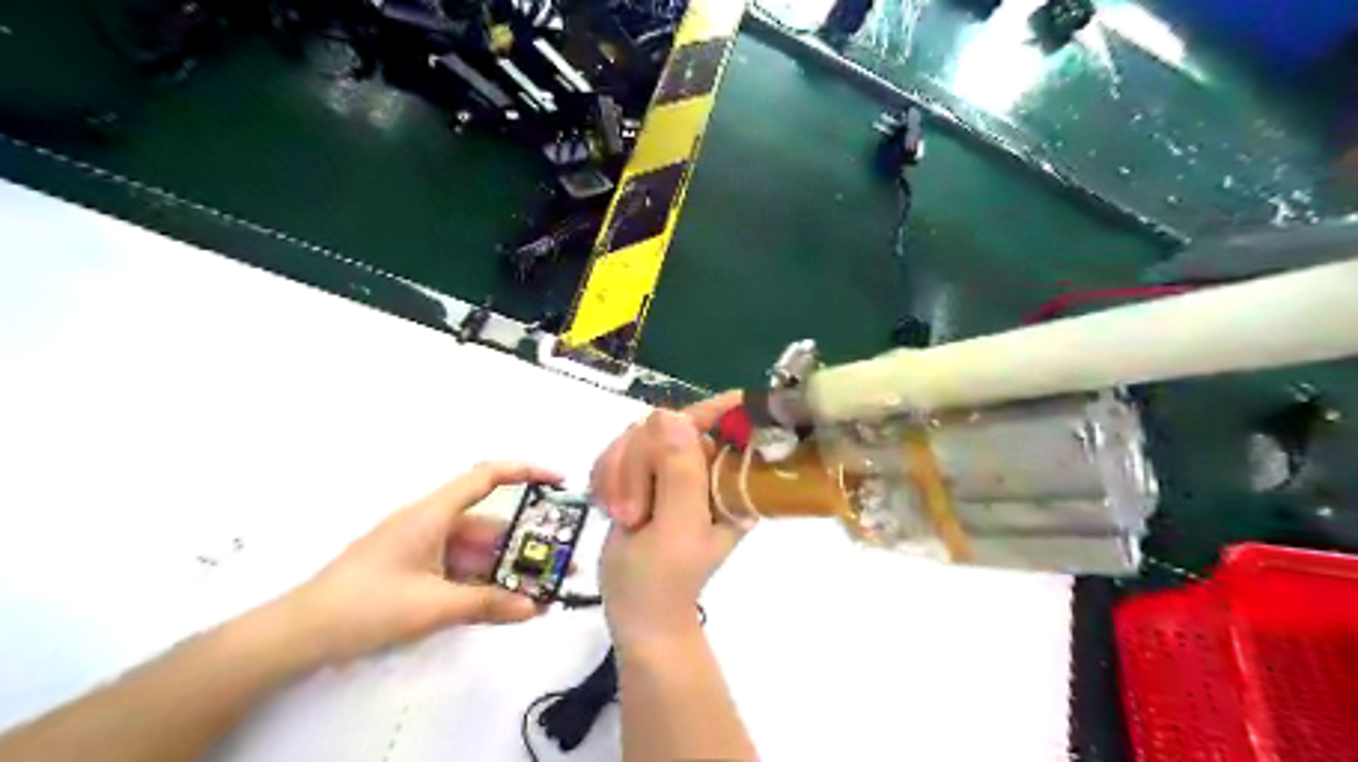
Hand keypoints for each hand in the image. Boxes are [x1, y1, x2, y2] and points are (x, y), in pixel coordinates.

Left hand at [286, 461, 562, 663]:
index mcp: (434, 513)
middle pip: (488, 524)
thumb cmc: (367, 604)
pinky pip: (458, 568)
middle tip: (559, 561)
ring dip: (504, 568)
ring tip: (538, 590)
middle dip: (524, 542)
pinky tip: (502, 603)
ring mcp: (421, 547)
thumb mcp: (434, 605)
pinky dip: (481, 582)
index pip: (488, 476)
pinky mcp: (412, 569)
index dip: (526, 472)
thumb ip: (489, 604)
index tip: (559, 482)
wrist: (299, 634)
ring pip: (475, 550)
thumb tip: (535, 608)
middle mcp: (431, 522)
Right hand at [592, 395, 746, 651]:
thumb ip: (680, 474)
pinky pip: (618, 449)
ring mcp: (675, 467)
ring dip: (618, 474)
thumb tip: (672, 416)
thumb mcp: (677, 530)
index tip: (665, 427)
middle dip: (638, 463)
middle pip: (668, 423)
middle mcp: (707, 465)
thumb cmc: (662, 581)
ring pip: (637, 434)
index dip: (706, 411)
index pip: (730, 421)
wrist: (635, 613)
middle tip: (633, 512)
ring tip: (622, 515)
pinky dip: (606, 476)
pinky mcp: (646, 472)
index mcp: (732, 478)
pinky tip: (609, 506)